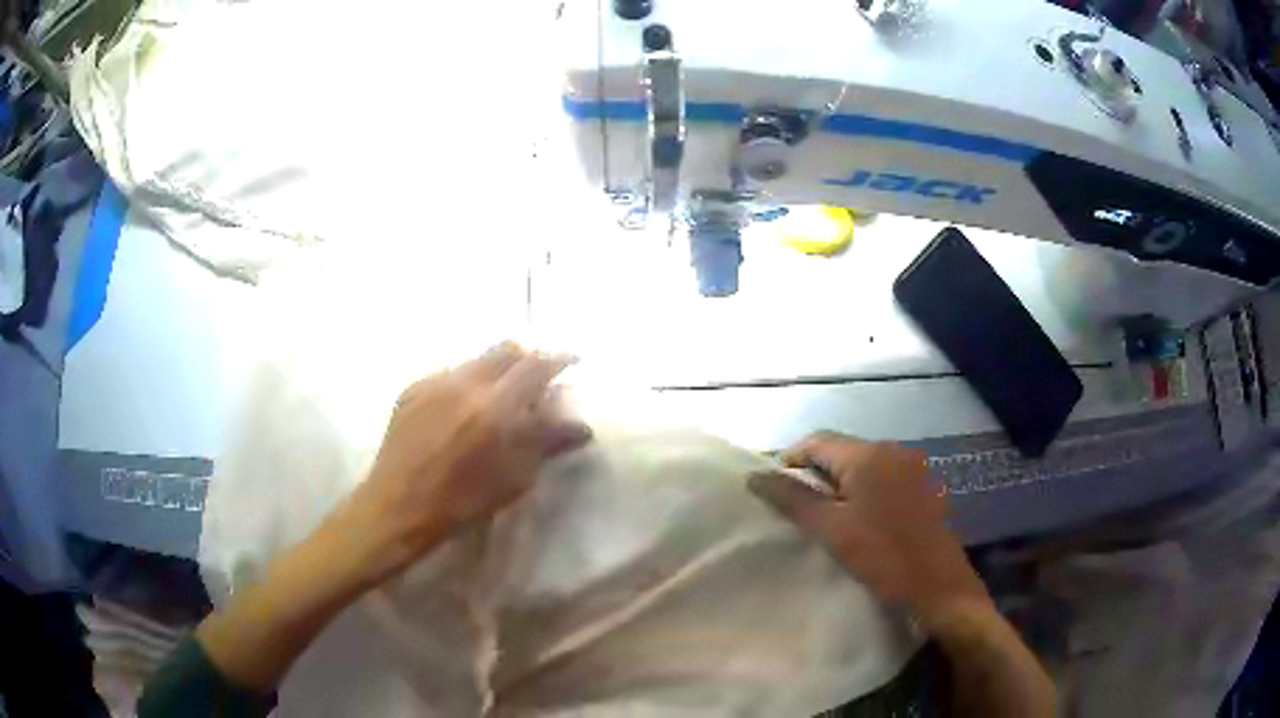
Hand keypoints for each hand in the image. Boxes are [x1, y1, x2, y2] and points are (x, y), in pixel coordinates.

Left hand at [337, 342, 592, 583]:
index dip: (559, 358)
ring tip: (498, 397)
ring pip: (476, 359)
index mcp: (494, 406)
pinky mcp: (413, 388)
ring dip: (496, 369)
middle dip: (527, 357)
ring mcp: (435, 382)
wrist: (399, 506)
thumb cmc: (462, 501)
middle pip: (506, 349)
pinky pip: (449, 373)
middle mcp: (464, 382)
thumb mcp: (514, 477)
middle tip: (537, 378)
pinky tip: (462, 410)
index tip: (573, 360)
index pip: (536, 365)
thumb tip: (580, 426)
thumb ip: (546, 442)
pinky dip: (467, 383)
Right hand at [749, 432, 989, 626]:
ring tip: (823, 516)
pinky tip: (859, 519)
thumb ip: (793, 499)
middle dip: (814, 473)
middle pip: (840, 450)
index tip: (772, 490)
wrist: (938, 585)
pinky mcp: (922, 485)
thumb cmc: (882, 556)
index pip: (816, 441)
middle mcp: (892, 450)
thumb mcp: (832, 530)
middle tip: (795, 507)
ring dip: (838, 482)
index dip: (789, 460)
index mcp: (868, 455)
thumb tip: (756, 476)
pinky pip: (882, 477)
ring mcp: (911, 466)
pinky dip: (862, 490)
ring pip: (862, 464)